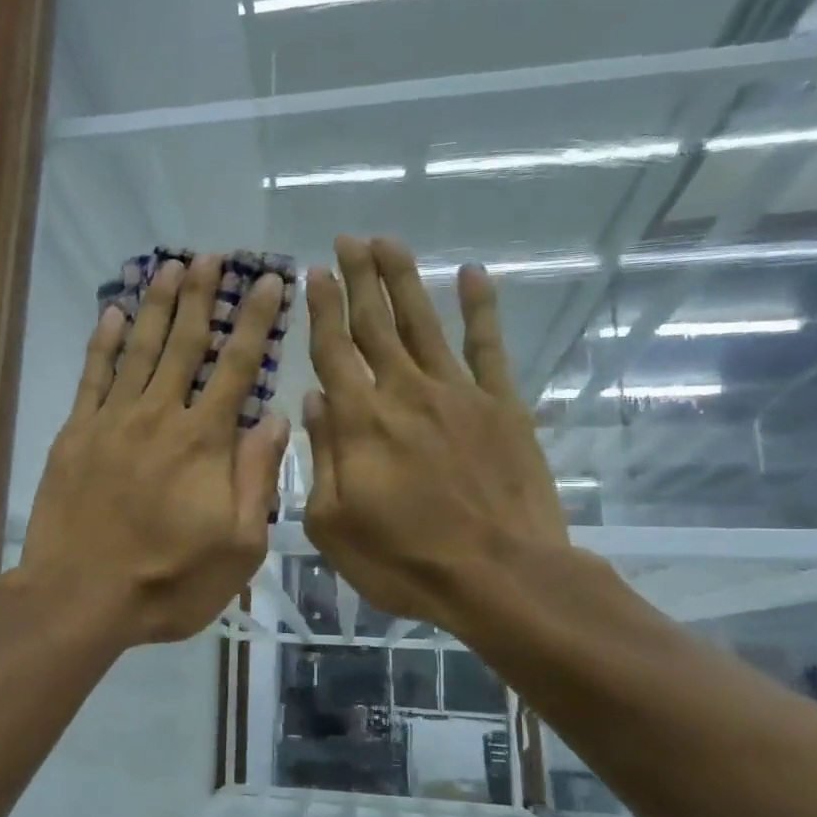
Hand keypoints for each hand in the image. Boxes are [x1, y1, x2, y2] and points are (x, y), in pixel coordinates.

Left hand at [17, 254, 290, 645]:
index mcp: (205, 441)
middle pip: (186, 343)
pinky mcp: (76, 433)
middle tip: (214, 257)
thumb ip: (258, 478)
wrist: (81, 597)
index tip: (270, 282)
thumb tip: (277, 418)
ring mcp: (112, 420)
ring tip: (171, 268)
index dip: (256, 321)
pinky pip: (93, 376)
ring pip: (141, 349)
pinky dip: (104, 342)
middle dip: (203, 296)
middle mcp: (160, 416)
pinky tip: (114, 313)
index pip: (238, 366)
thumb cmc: (168, 582)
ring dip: (158, 306)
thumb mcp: (238, 546)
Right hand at [302, 236, 569, 636]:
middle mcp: (405, 393)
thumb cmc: (405, 560)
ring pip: (424, 323)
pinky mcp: (503, 406)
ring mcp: (458, 394)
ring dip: (404, 279)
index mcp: (360, 421)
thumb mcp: (333, 523)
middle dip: (358, 279)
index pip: (333, 350)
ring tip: (388, 241)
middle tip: (347, 240)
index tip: (312, 272)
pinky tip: (475, 274)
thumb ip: (320, 456)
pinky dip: (481, 308)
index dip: (321, 308)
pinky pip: (489, 347)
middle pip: (376, 323)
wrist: (500, 577)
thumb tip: (313, 400)